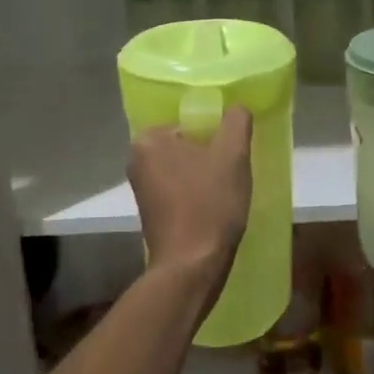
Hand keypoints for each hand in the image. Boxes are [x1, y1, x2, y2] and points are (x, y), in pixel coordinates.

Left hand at [129, 107, 252, 275]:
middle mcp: (136, 160)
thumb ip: (236, 121)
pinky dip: (197, 194)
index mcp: (148, 139)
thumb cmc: (210, 204)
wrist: (192, 265)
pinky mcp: (151, 213)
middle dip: (210, 154)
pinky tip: (215, 207)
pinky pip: (179, 190)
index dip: (216, 133)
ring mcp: (141, 189)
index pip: (189, 121)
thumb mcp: (233, 154)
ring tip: (227, 189)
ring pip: (184, 168)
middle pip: (186, 144)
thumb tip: (237, 107)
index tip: (233, 151)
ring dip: (206, 175)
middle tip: (234, 169)